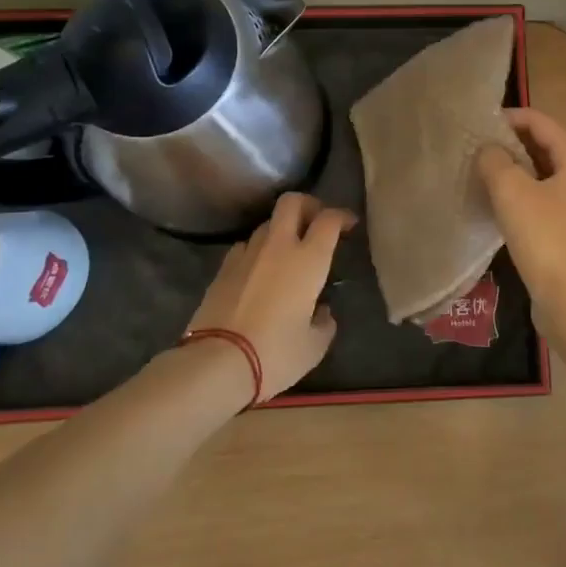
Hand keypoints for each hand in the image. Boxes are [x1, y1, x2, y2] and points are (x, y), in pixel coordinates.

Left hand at [187, 192, 353, 401]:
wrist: (216, 364)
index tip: (349, 225)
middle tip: (317, 223)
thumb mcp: (314, 347)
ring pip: (266, 224)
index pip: (329, 219)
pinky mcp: (222, 269)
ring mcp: (246, 254)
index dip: (342, 216)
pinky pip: (245, 246)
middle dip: (308, 205)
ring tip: (287, 252)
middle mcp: (278, 247)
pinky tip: (258, 271)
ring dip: (281, 230)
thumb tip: (322, 312)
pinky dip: (256, 251)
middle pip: (292, 202)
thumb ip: (324, 323)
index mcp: (308, 260)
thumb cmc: (275, 354)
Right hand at [477, 107, 565, 319]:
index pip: (542, 122)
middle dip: (515, 144)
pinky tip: (508, 205)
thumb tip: (489, 150)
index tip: (481, 124)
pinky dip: (532, 194)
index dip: (510, 118)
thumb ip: (495, 162)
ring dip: (522, 171)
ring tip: (489, 174)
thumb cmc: (546, 239)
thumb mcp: (512, 193)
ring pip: (551, 175)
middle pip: (550, 146)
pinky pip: (554, 199)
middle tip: (481, 148)